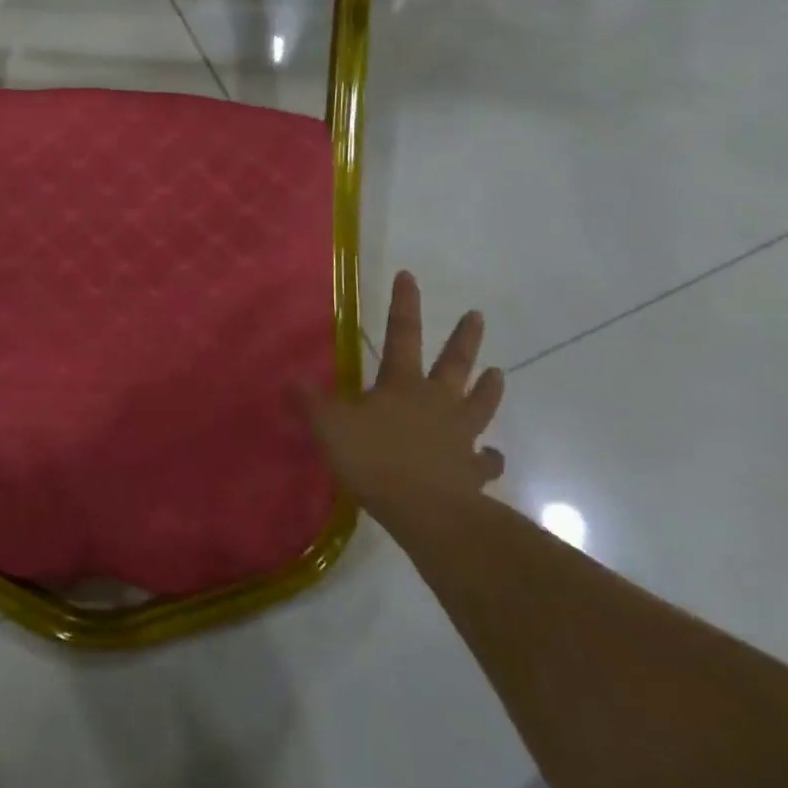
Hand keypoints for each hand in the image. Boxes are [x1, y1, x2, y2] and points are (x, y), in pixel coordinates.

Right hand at [299, 272, 506, 516]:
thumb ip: (310, 401)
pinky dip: (488, 457)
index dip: (404, 304)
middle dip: (464, 338)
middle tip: (477, 316)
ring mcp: (460, 436)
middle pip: (454, 364)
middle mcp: (437, 402)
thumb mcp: (329, 425)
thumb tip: (290, 377)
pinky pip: (485, 460)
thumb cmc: (374, 459)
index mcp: (402, 384)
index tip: (409, 276)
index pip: (402, 334)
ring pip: (479, 405)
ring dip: (488, 388)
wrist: (426, 511)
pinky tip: (490, 456)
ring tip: (498, 373)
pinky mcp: (472, 471)